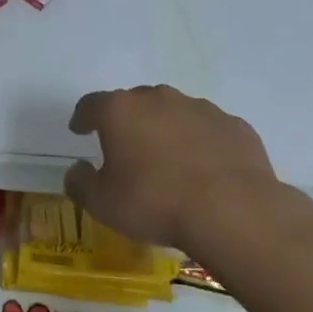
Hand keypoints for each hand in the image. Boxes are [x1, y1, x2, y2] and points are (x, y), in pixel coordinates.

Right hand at [64, 86, 280, 252]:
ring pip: (174, 113)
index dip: (83, 117)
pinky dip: (201, 143)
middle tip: (126, 149)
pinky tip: (204, 170)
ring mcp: (201, 109)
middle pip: (135, 103)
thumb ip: (80, 182)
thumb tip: (78, 169)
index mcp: (121, 111)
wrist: (233, 212)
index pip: (91, 104)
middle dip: (127, 121)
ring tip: (168, 161)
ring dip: (166, 130)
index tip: (80, 130)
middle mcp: (159, 99)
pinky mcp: (234, 126)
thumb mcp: (102, 203)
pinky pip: (208, 130)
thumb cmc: (155, 203)